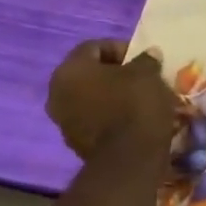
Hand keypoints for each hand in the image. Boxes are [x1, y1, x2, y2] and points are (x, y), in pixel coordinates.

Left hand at [47, 39, 179, 159]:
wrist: (129, 159)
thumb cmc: (136, 105)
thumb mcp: (148, 74)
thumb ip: (146, 60)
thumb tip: (148, 55)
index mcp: (70, 70)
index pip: (94, 47)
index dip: (121, 48)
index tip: (143, 58)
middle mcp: (57, 92)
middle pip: (89, 73)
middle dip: (116, 73)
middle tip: (142, 77)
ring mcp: (63, 119)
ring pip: (90, 97)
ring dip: (112, 94)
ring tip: (140, 99)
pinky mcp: (74, 141)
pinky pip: (93, 118)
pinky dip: (110, 114)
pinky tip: (132, 118)